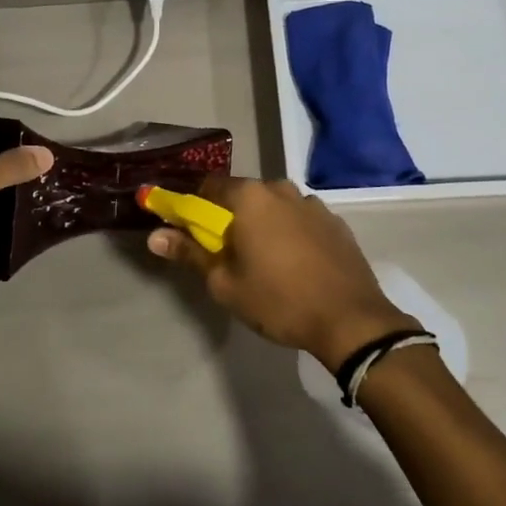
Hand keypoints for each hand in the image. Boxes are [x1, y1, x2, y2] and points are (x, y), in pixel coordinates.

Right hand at [145, 175, 418, 367]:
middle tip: (226, 252)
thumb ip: (190, 253)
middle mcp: (280, 189)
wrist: (350, 319)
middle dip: (230, 216)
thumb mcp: (225, 283)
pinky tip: (294, 264)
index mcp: (249, 197)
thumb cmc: (279, 300)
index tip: (188, 228)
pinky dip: (290, 233)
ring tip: (264, 260)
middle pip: (243, 194)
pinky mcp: (335, 222)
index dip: (193, 205)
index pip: (208, 186)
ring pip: (274, 206)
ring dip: (263, 223)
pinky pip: (300, 220)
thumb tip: (155, 236)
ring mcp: (312, 204)